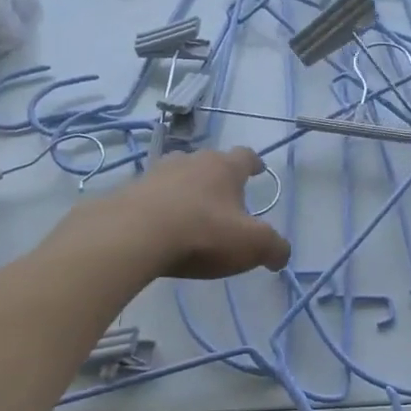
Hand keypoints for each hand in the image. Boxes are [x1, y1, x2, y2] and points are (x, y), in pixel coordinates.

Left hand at [101, 147, 291, 279]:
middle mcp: (191, 161)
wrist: (133, 235)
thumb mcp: (252, 245)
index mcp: (224, 167)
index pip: (245, 156)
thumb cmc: (203, 232)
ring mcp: (156, 173)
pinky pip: (151, 195)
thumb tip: (281, 255)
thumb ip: (274, 248)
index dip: (254, 164)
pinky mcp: (129, 192)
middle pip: (209, 162)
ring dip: (186, 188)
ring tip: (190, 210)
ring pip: (177, 175)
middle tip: (224, 197)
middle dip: (218, 177)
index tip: (258, 170)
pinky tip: (160, 226)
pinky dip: (159, 206)